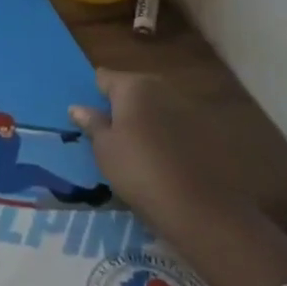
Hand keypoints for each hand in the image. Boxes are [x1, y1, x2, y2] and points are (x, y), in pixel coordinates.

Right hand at [69, 68, 246, 239]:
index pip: (104, 77)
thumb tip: (77, 108)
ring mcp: (189, 108)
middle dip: (122, 106)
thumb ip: (92, 124)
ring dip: (146, 120)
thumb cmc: (139, 170)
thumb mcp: (105, 149)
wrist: (200, 208)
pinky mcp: (209, 131)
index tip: (88, 114)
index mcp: (134, 86)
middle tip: (110, 133)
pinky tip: (163, 159)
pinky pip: (177, 125)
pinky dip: (168, 135)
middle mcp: (162, 88)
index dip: (94, 94)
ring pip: (157, 107)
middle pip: (133, 89)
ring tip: (137, 148)